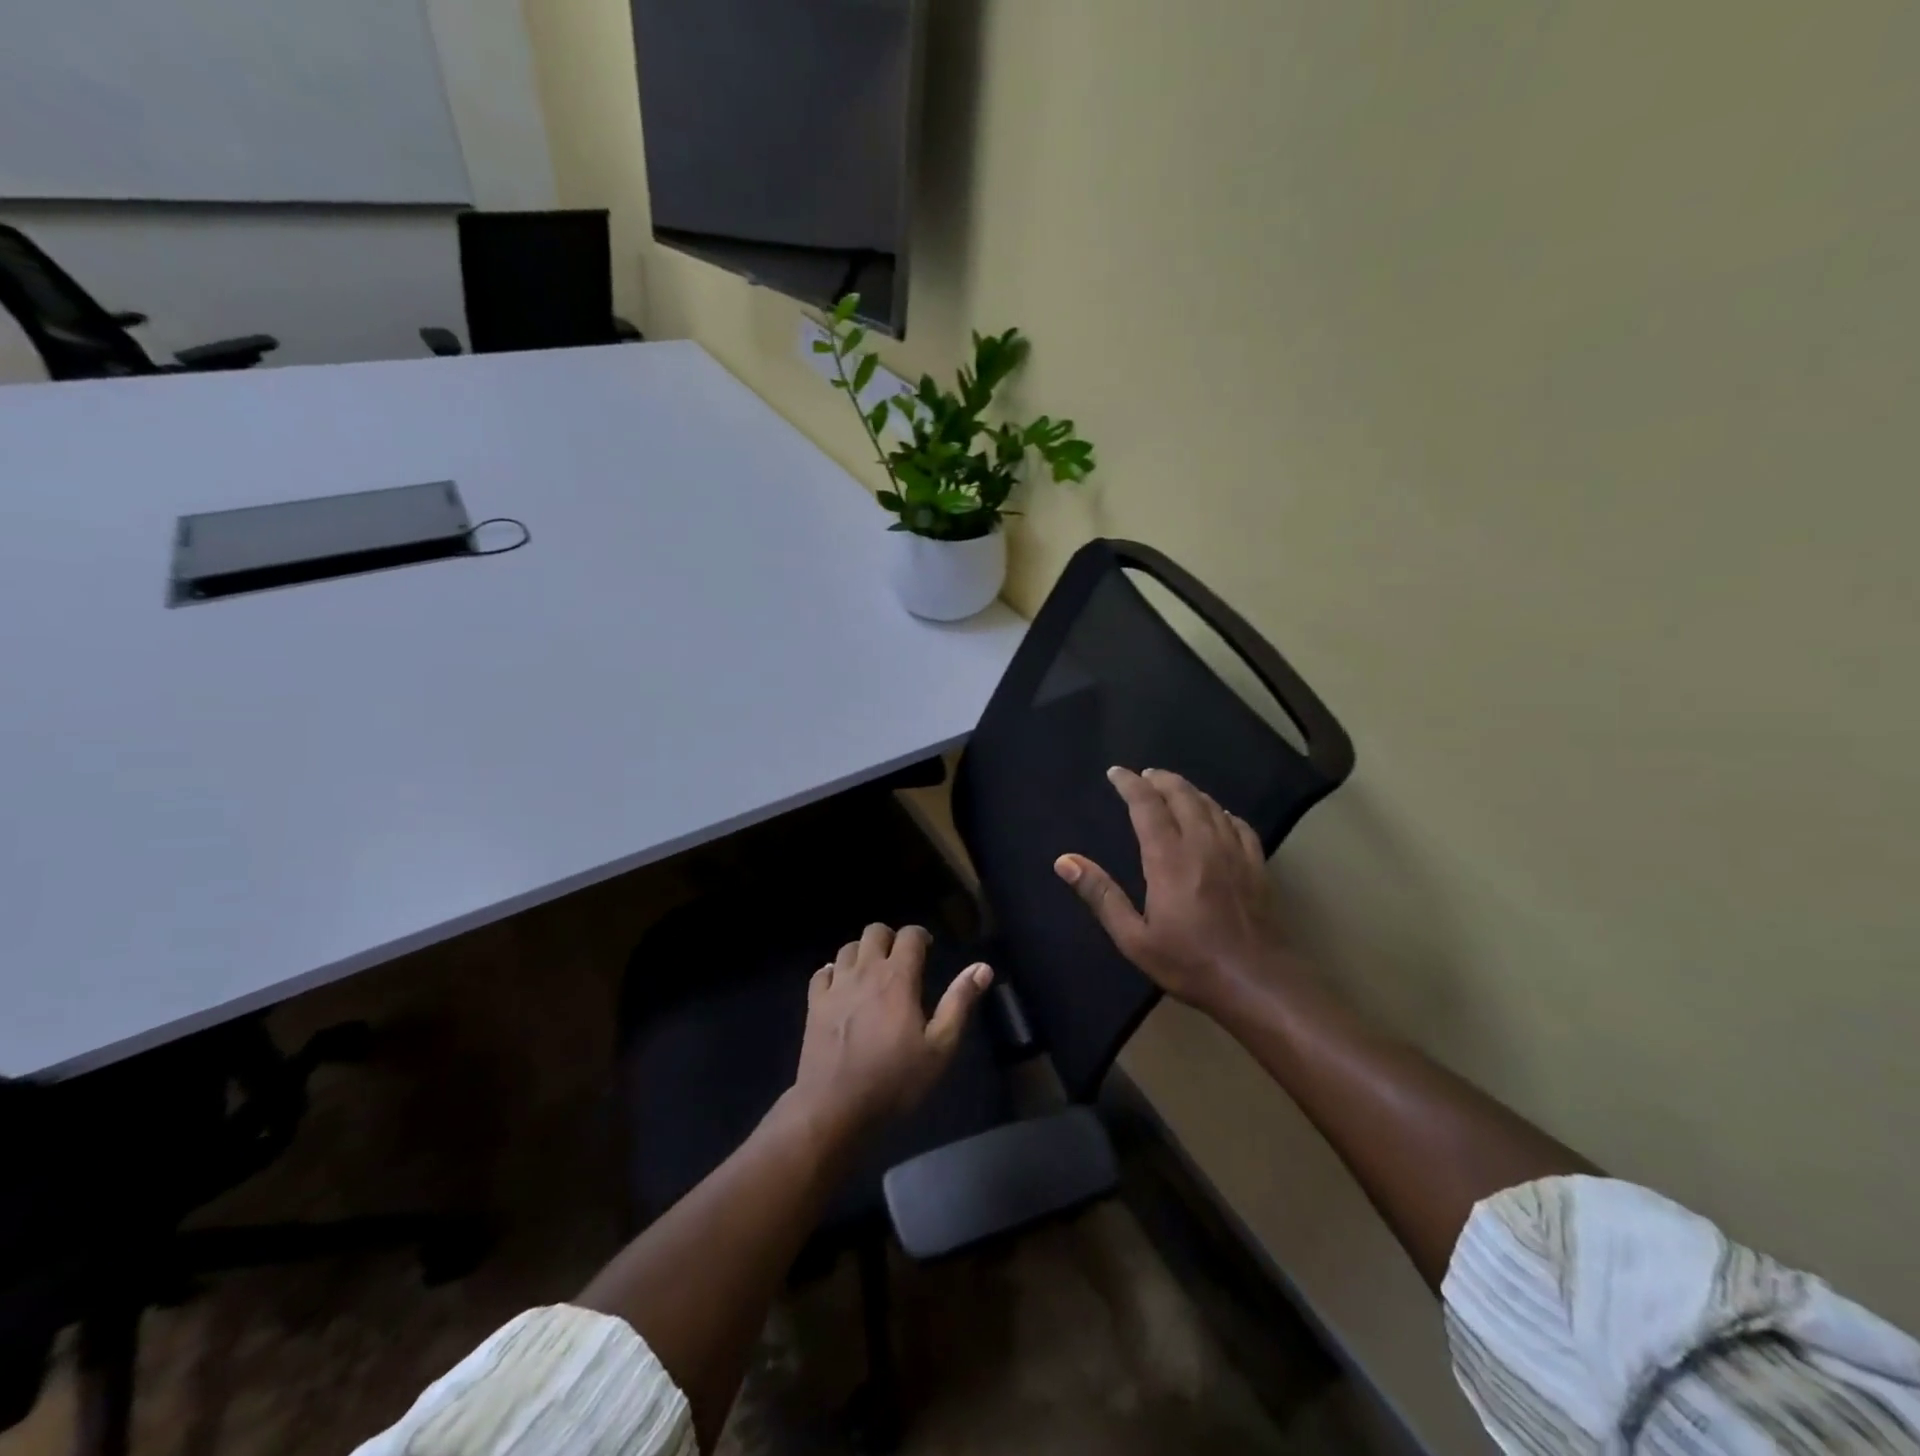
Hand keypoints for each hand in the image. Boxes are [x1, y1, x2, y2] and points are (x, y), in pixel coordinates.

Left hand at [789, 923, 992, 1138]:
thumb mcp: (939, 1047)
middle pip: (874, 931)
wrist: (834, 1108)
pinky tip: (841, 987)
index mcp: (897, 978)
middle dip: (890, 938)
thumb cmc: (894, 1080)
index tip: (928, 950)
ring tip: (873, 973)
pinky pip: (822, 972)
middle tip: (901, 960)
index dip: (921, 936)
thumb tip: (982, 967)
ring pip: (847, 948)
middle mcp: (865, 971)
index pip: (909, 935)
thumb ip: (959, 1002)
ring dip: (863, 953)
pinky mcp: (814, 1004)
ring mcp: (835, 986)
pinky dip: (834, 972)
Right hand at [1055, 767, 1289, 1012]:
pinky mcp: (1257, 865)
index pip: (1146, 805)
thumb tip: (1065, 861)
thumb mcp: (1134, 938)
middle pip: (1182, 795)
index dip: (1130, 784)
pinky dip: (1221, 811)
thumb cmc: (1190, 963)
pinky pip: (1238, 824)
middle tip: (1144, 775)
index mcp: (1168, 858)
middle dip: (1160, 779)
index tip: (1115, 772)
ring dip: (1188, 790)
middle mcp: (1202, 844)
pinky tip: (1217, 816)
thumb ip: (1101, 895)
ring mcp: (1234, 852)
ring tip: (1172, 788)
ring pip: (1210, 805)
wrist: (1257, 983)